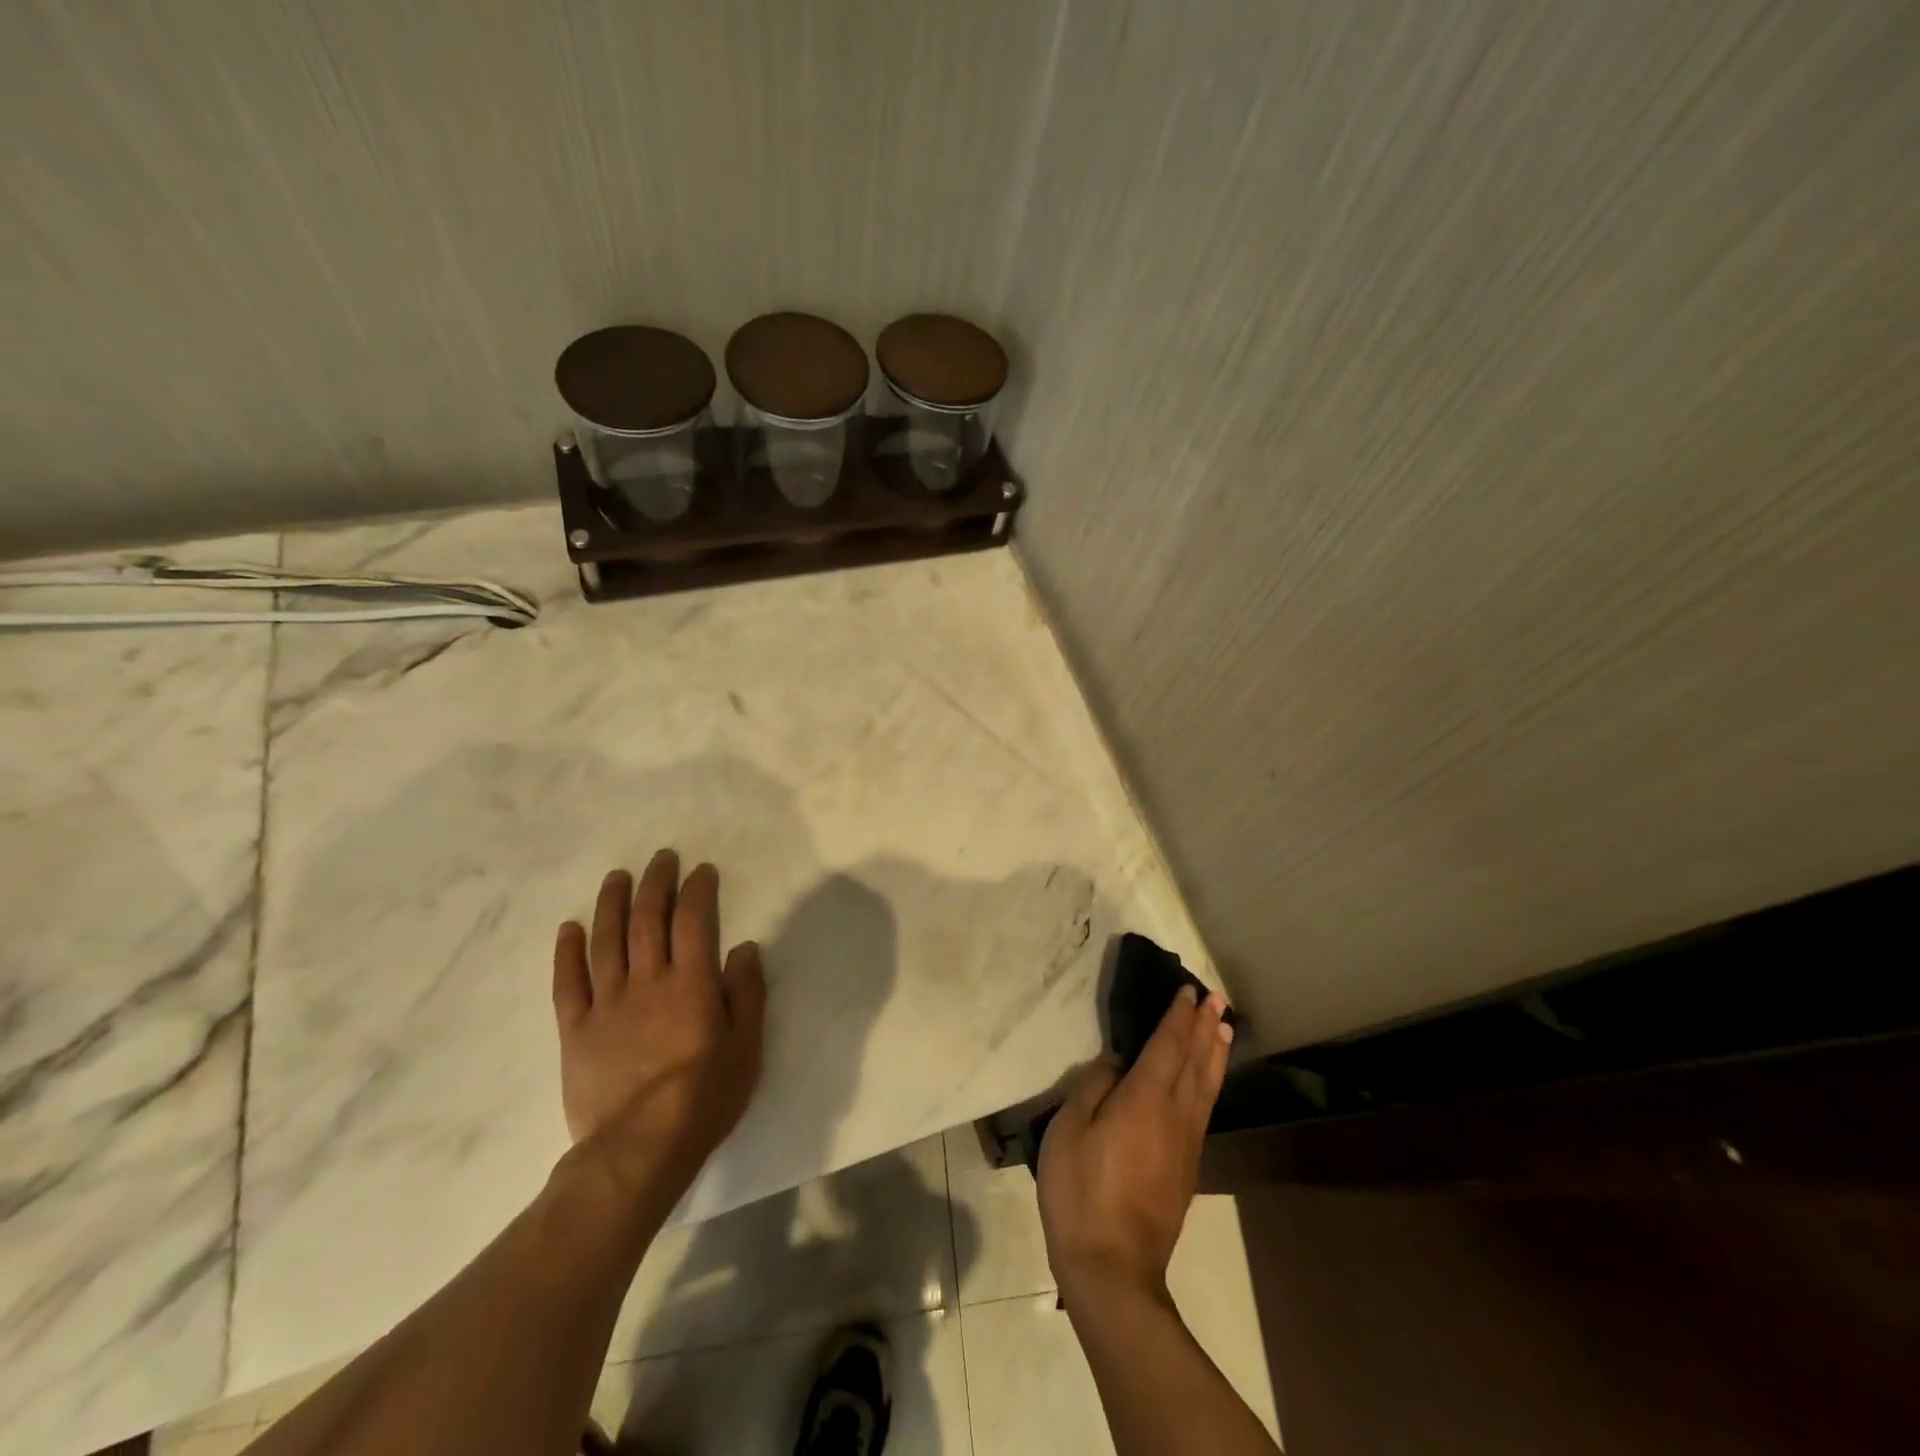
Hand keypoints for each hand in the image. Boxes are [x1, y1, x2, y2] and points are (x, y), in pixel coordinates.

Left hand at [551, 849, 765, 1210]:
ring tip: (617, 877)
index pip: (693, 921)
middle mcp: (648, 982)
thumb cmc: (704, 1098)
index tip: (702, 871)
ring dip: (612, 903)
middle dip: (656, 883)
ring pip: (606, 940)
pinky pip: (568, 983)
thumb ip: (747, 993)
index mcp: (691, 984)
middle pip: (648, 919)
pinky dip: (568, 952)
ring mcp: (607, 1004)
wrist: (639, 1150)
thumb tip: (744, 947)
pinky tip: (570, 928)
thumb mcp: (746, 1047)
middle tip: (662, 858)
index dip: (697, 890)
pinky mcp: (576, 1030)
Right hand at [1037, 985, 1232, 1302]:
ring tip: (1225, 1028)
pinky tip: (1208, 1081)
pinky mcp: (1187, 1168)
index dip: (1178, 1017)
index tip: (1188, 991)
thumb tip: (1116, 1065)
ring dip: (1216, 1053)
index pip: (1168, 1046)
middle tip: (1217, 998)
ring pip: (1207, 1086)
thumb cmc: (1081, 1192)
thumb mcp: (1069, 1131)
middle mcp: (1175, 1115)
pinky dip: (1211, 1083)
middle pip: (1196, 1061)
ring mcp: (1186, 1144)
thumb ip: (1093, 1088)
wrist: (1112, 1269)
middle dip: (1206, 1027)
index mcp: (1145, 1099)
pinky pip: (1205, 1109)